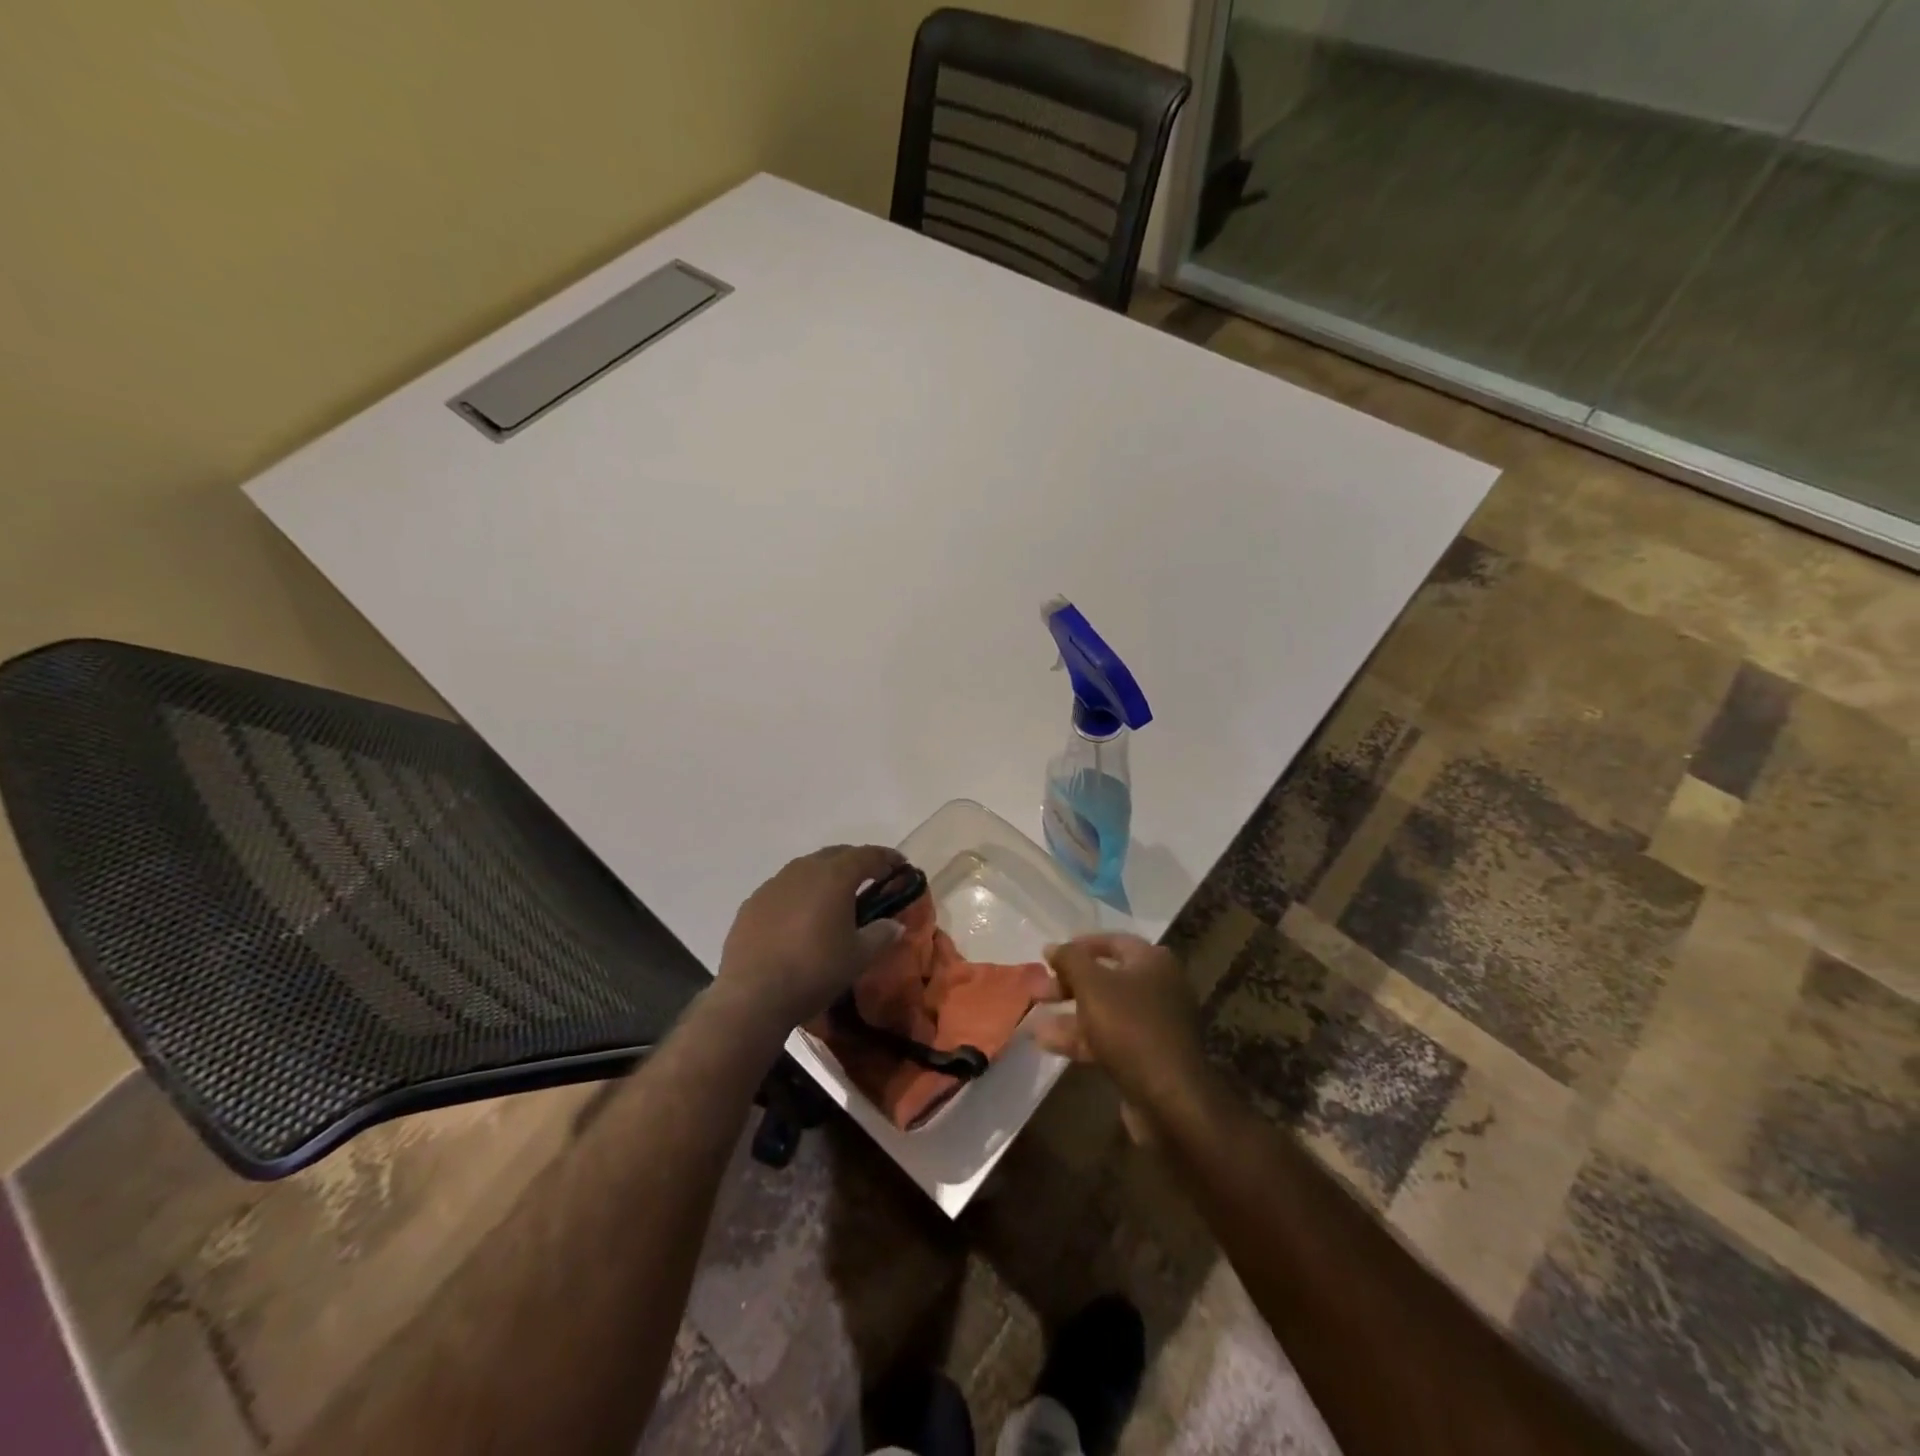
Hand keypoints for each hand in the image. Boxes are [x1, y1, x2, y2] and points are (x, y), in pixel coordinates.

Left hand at [715, 844, 905, 1038]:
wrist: (752, 996)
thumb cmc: (814, 971)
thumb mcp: (858, 956)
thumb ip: (881, 934)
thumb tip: (895, 924)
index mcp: (834, 875)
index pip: (868, 855)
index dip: (888, 858)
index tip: (901, 866)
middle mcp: (803, 869)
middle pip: (836, 854)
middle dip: (857, 862)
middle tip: (872, 879)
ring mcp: (773, 884)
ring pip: (807, 868)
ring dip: (826, 876)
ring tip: (836, 897)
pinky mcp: (752, 902)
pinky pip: (784, 888)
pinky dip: (800, 894)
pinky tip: (801, 917)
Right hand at [1032, 934, 1206, 1113]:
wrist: (1169, 1097)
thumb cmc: (1130, 1026)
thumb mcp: (1092, 985)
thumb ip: (1069, 960)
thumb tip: (1052, 946)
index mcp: (1152, 962)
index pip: (1113, 942)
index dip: (1080, 945)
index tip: (1050, 955)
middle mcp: (1158, 988)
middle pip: (1106, 978)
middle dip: (1067, 984)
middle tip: (1037, 990)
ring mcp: (1154, 1024)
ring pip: (1104, 1011)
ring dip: (1068, 1014)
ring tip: (1032, 1019)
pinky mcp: (1147, 1056)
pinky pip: (1109, 1038)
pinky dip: (1081, 1038)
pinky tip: (1046, 1043)